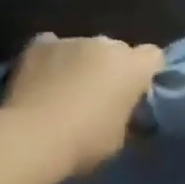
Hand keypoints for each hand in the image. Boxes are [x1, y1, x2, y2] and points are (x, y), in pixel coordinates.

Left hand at [0, 34, 164, 179]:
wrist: (31, 137)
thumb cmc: (83, 143)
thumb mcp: (118, 140)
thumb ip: (126, 117)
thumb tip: (124, 114)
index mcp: (132, 67)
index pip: (153, 56)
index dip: (146, 72)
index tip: (136, 92)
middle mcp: (106, 44)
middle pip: (117, 50)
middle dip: (111, 67)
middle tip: (98, 95)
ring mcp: (72, 40)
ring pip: (84, 47)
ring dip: (81, 62)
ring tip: (64, 89)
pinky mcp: (40, 44)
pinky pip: (52, 46)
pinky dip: (51, 58)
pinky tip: (42, 77)